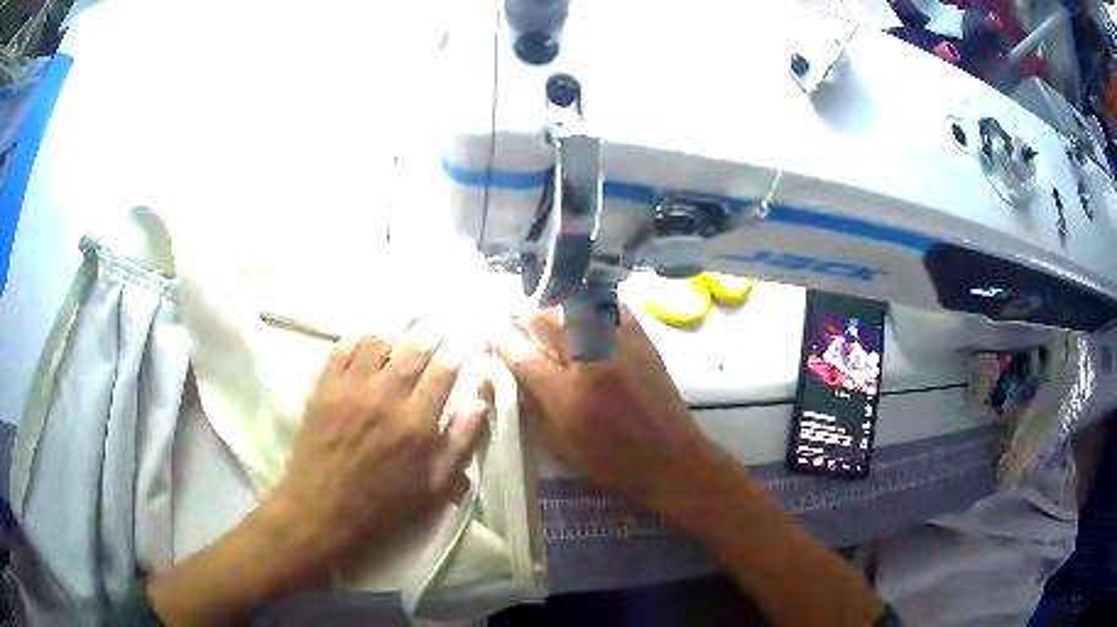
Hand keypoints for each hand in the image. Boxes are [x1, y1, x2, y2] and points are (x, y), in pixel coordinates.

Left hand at [266, 325, 488, 585]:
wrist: (322, 509)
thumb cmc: (383, 504)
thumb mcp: (434, 487)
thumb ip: (460, 442)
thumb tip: (481, 402)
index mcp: (416, 422)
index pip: (443, 370)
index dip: (456, 352)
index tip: (463, 343)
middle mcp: (385, 396)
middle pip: (413, 348)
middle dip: (430, 334)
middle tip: (437, 328)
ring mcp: (351, 388)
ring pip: (378, 341)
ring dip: (394, 335)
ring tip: (401, 336)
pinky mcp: (325, 387)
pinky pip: (342, 348)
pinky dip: (357, 339)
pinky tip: (365, 344)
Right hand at [487, 306, 724, 509]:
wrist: (670, 457)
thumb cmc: (611, 461)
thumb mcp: (561, 444)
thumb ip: (533, 405)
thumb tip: (512, 375)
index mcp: (567, 394)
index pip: (522, 356)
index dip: (501, 339)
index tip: (489, 329)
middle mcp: (591, 360)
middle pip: (548, 319)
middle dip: (530, 322)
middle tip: (527, 332)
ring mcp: (619, 343)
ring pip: (577, 306)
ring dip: (559, 313)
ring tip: (558, 327)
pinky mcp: (642, 337)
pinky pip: (610, 306)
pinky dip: (593, 308)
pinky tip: (589, 321)